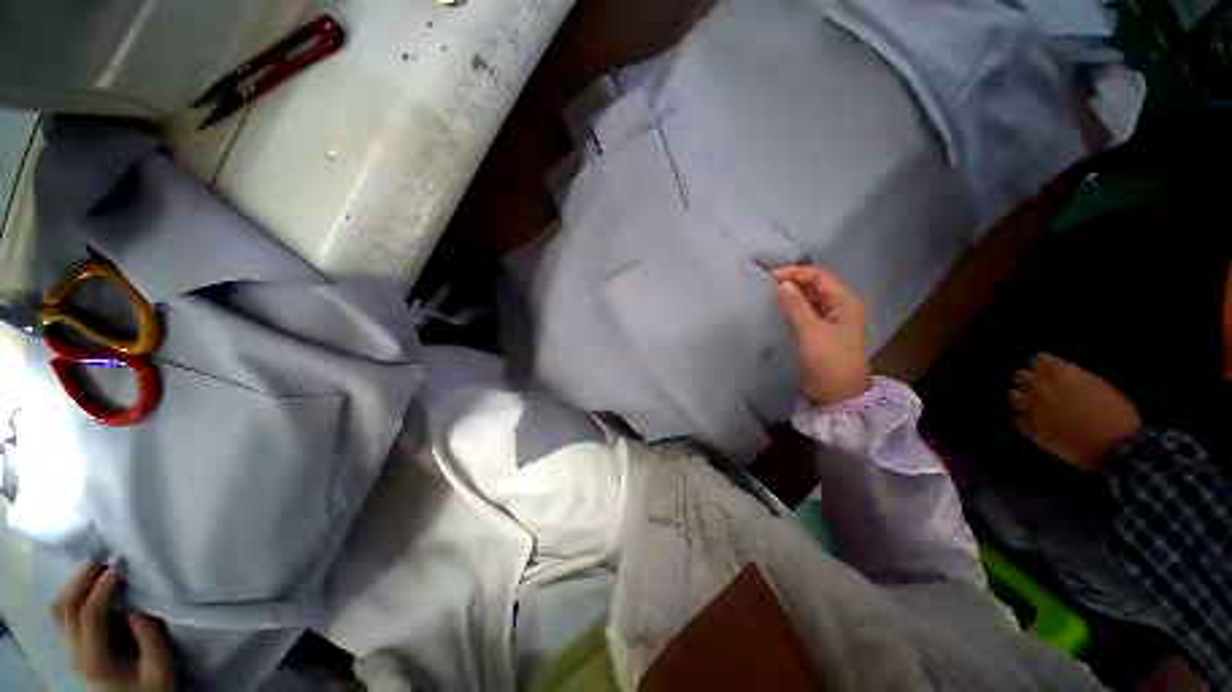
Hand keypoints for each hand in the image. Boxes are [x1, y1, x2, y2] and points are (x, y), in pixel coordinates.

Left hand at [52, 562, 174, 691]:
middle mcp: (75, 651)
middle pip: (66, 607)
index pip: (89, 614)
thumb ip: (150, 638)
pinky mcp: (76, 644)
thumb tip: (138, 606)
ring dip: (76, 583)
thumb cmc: (152, 686)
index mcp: (94, 658)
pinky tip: (93, 585)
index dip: (103, 588)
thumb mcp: (160, 668)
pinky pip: (66, 613)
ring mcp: (72, 648)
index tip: (121, 566)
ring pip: (61, 608)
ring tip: (99, 566)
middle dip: (82, 578)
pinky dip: (76, 592)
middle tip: (105, 556)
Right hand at [773, 265, 872, 405]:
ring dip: (792, 292)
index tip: (772, 275)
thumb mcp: (811, 331)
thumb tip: (781, 283)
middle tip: (767, 281)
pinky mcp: (819, 330)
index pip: (819, 276)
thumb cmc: (828, 359)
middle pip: (815, 284)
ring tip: (770, 290)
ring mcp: (829, 318)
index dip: (796, 272)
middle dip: (793, 280)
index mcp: (844, 301)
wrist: (838, 393)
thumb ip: (796, 305)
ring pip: (809, 297)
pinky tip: (778, 305)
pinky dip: (792, 305)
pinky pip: (805, 310)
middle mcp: (839, 305)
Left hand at [1008, 352, 1142, 472]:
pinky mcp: (1031, 429)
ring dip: (1021, 399)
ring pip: (1012, 396)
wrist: (1118, 447)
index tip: (1046, 372)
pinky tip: (1033, 424)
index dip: (1042, 366)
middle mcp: (1042, 387)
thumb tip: (1064, 380)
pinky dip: (1023, 421)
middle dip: (1028, 382)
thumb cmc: (1118, 415)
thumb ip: (1074, 379)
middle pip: (1020, 377)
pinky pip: (1016, 420)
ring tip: (1031, 406)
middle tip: (1037, 390)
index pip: (1038, 359)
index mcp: (1062, 373)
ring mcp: (1033, 408)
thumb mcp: (1099, 385)